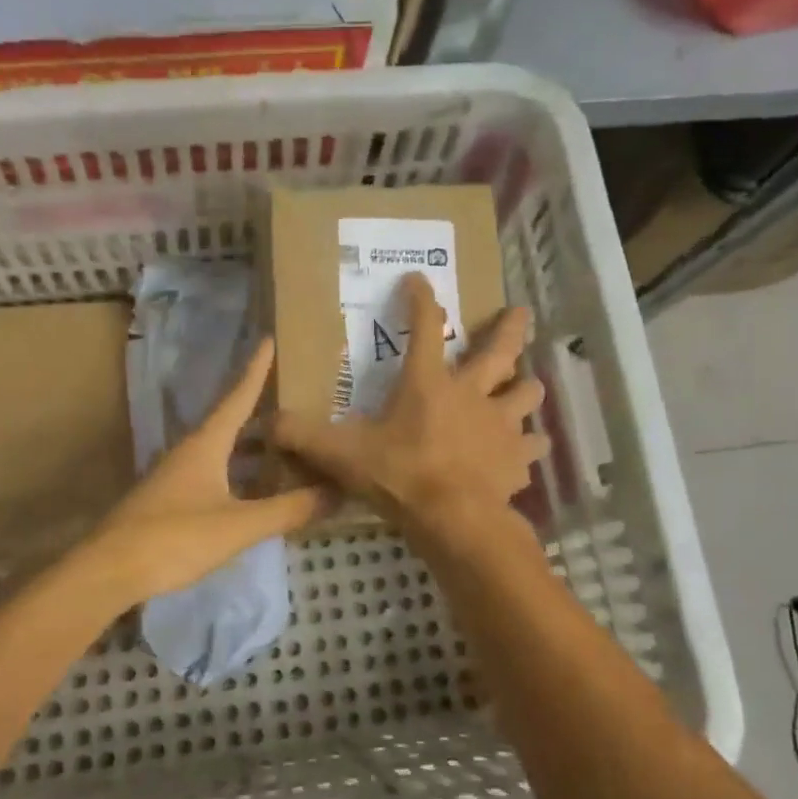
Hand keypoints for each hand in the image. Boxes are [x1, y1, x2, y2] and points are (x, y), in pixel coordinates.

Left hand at [83, 338, 333, 604]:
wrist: (110, 571)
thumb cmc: (176, 538)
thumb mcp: (240, 525)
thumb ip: (288, 509)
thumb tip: (336, 493)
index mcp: (205, 444)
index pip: (237, 397)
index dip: (256, 370)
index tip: (268, 339)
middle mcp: (188, 452)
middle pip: (229, 423)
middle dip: (260, 412)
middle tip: (294, 403)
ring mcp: (175, 478)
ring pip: (220, 453)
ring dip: (250, 448)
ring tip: (284, 447)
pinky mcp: (168, 503)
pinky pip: (212, 477)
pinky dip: (237, 476)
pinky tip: (253, 492)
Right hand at [274, 274, 547, 542]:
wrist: (455, 520)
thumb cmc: (401, 476)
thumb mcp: (343, 455)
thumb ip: (305, 437)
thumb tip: (266, 424)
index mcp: (429, 384)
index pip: (425, 328)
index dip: (421, 300)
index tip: (419, 278)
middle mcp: (473, 394)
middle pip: (500, 351)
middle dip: (510, 329)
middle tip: (521, 311)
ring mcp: (502, 426)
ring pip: (527, 395)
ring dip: (527, 389)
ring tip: (528, 388)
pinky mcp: (517, 460)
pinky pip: (531, 448)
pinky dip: (529, 448)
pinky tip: (526, 453)